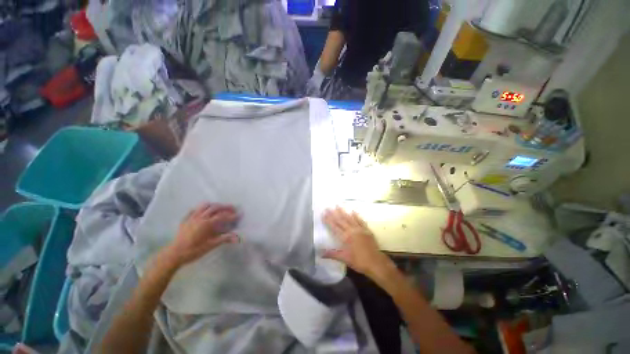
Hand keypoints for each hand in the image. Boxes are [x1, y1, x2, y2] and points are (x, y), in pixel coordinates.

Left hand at [160, 203, 239, 267]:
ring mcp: (192, 217)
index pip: (223, 216)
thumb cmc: (194, 250)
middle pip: (215, 208)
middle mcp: (200, 217)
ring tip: (220, 207)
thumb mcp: (211, 245)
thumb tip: (238, 238)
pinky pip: (194, 210)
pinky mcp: (185, 220)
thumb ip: (225, 239)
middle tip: (233, 208)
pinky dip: (201, 208)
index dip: (232, 215)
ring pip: (204, 206)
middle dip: (225, 207)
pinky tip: (204, 211)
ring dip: (214, 205)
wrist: (175, 254)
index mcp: (207, 223)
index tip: (240, 214)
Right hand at [323, 207, 391, 277]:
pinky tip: (353, 211)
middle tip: (328, 207)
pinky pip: (360, 221)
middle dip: (333, 214)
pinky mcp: (367, 230)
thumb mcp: (344, 259)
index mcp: (345, 237)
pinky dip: (356, 216)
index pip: (334, 227)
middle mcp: (352, 230)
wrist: (376, 263)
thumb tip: (320, 253)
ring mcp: (360, 229)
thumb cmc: (359, 261)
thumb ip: (332, 254)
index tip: (323, 214)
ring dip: (343, 212)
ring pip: (350, 218)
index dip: (328, 220)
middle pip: (341, 220)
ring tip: (338, 205)